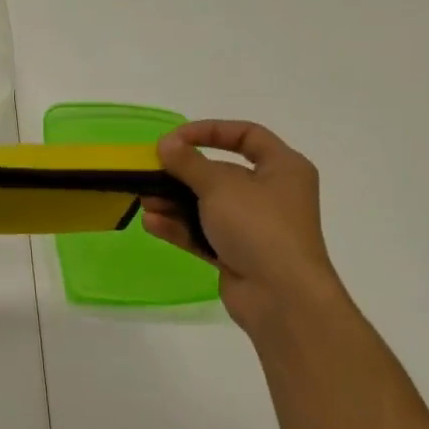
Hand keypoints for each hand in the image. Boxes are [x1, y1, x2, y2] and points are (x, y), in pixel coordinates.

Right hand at [141, 120, 346, 333]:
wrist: (281, 297)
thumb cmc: (258, 227)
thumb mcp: (220, 186)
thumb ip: (188, 163)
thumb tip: (165, 143)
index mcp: (283, 168)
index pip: (247, 135)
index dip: (210, 131)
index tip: (175, 138)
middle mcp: (270, 193)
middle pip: (220, 172)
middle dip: (182, 173)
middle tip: (151, 172)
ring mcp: (253, 226)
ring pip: (207, 205)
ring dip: (174, 202)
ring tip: (146, 201)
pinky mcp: (236, 253)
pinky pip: (203, 232)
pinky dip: (179, 227)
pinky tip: (152, 224)